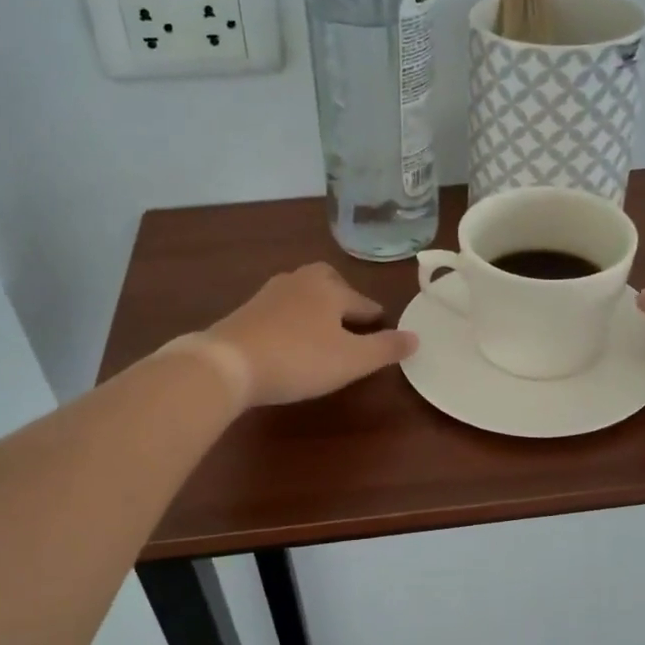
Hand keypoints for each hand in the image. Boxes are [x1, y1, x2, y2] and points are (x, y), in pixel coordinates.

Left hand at [207, 263, 416, 407]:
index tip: (383, 327)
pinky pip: (279, 309)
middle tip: (350, 317)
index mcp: (330, 290)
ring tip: (322, 328)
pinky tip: (290, 337)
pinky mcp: (246, 311)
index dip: (375, 318)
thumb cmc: (300, 359)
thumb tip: (416, 336)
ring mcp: (269, 294)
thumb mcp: (352, 360)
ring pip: (301, 292)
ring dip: (315, 306)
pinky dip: (291, 318)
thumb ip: (385, 348)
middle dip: (342, 296)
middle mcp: (300, 282)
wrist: (228, 363)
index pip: (362, 302)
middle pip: (328, 281)